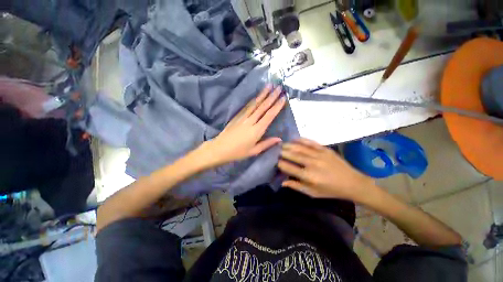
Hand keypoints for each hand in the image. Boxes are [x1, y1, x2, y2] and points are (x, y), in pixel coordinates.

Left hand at [201, 85, 285, 166]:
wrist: (220, 148)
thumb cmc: (238, 152)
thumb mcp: (254, 151)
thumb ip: (267, 144)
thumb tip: (279, 139)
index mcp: (256, 131)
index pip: (269, 116)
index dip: (276, 106)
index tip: (283, 98)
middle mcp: (250, 121)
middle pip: (262, 107)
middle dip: (271, 96)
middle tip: (279, 87)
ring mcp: (242, 117)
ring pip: (254, 104)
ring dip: (262, 94)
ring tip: (269, 86)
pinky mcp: (236, 116)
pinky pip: (246, 106)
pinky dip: (253, 100)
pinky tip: (256, 96)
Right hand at [278, 138, 375, 201]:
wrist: (353, 183)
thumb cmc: (331, 190)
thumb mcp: (313, 193)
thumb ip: (296, 186)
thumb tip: (282, 182)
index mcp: (309, 176)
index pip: (289, 167)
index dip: (280, 163)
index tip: (275, 161)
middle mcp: (312, 163)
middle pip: (292, 155)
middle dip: (282, 152)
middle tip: (275, 150)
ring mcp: (319, 155)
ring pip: (299, 147)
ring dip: (289, 145)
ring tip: (282, 144)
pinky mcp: (325, 149)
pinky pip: (310, 142)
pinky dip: (301, 140)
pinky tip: (294, 139)